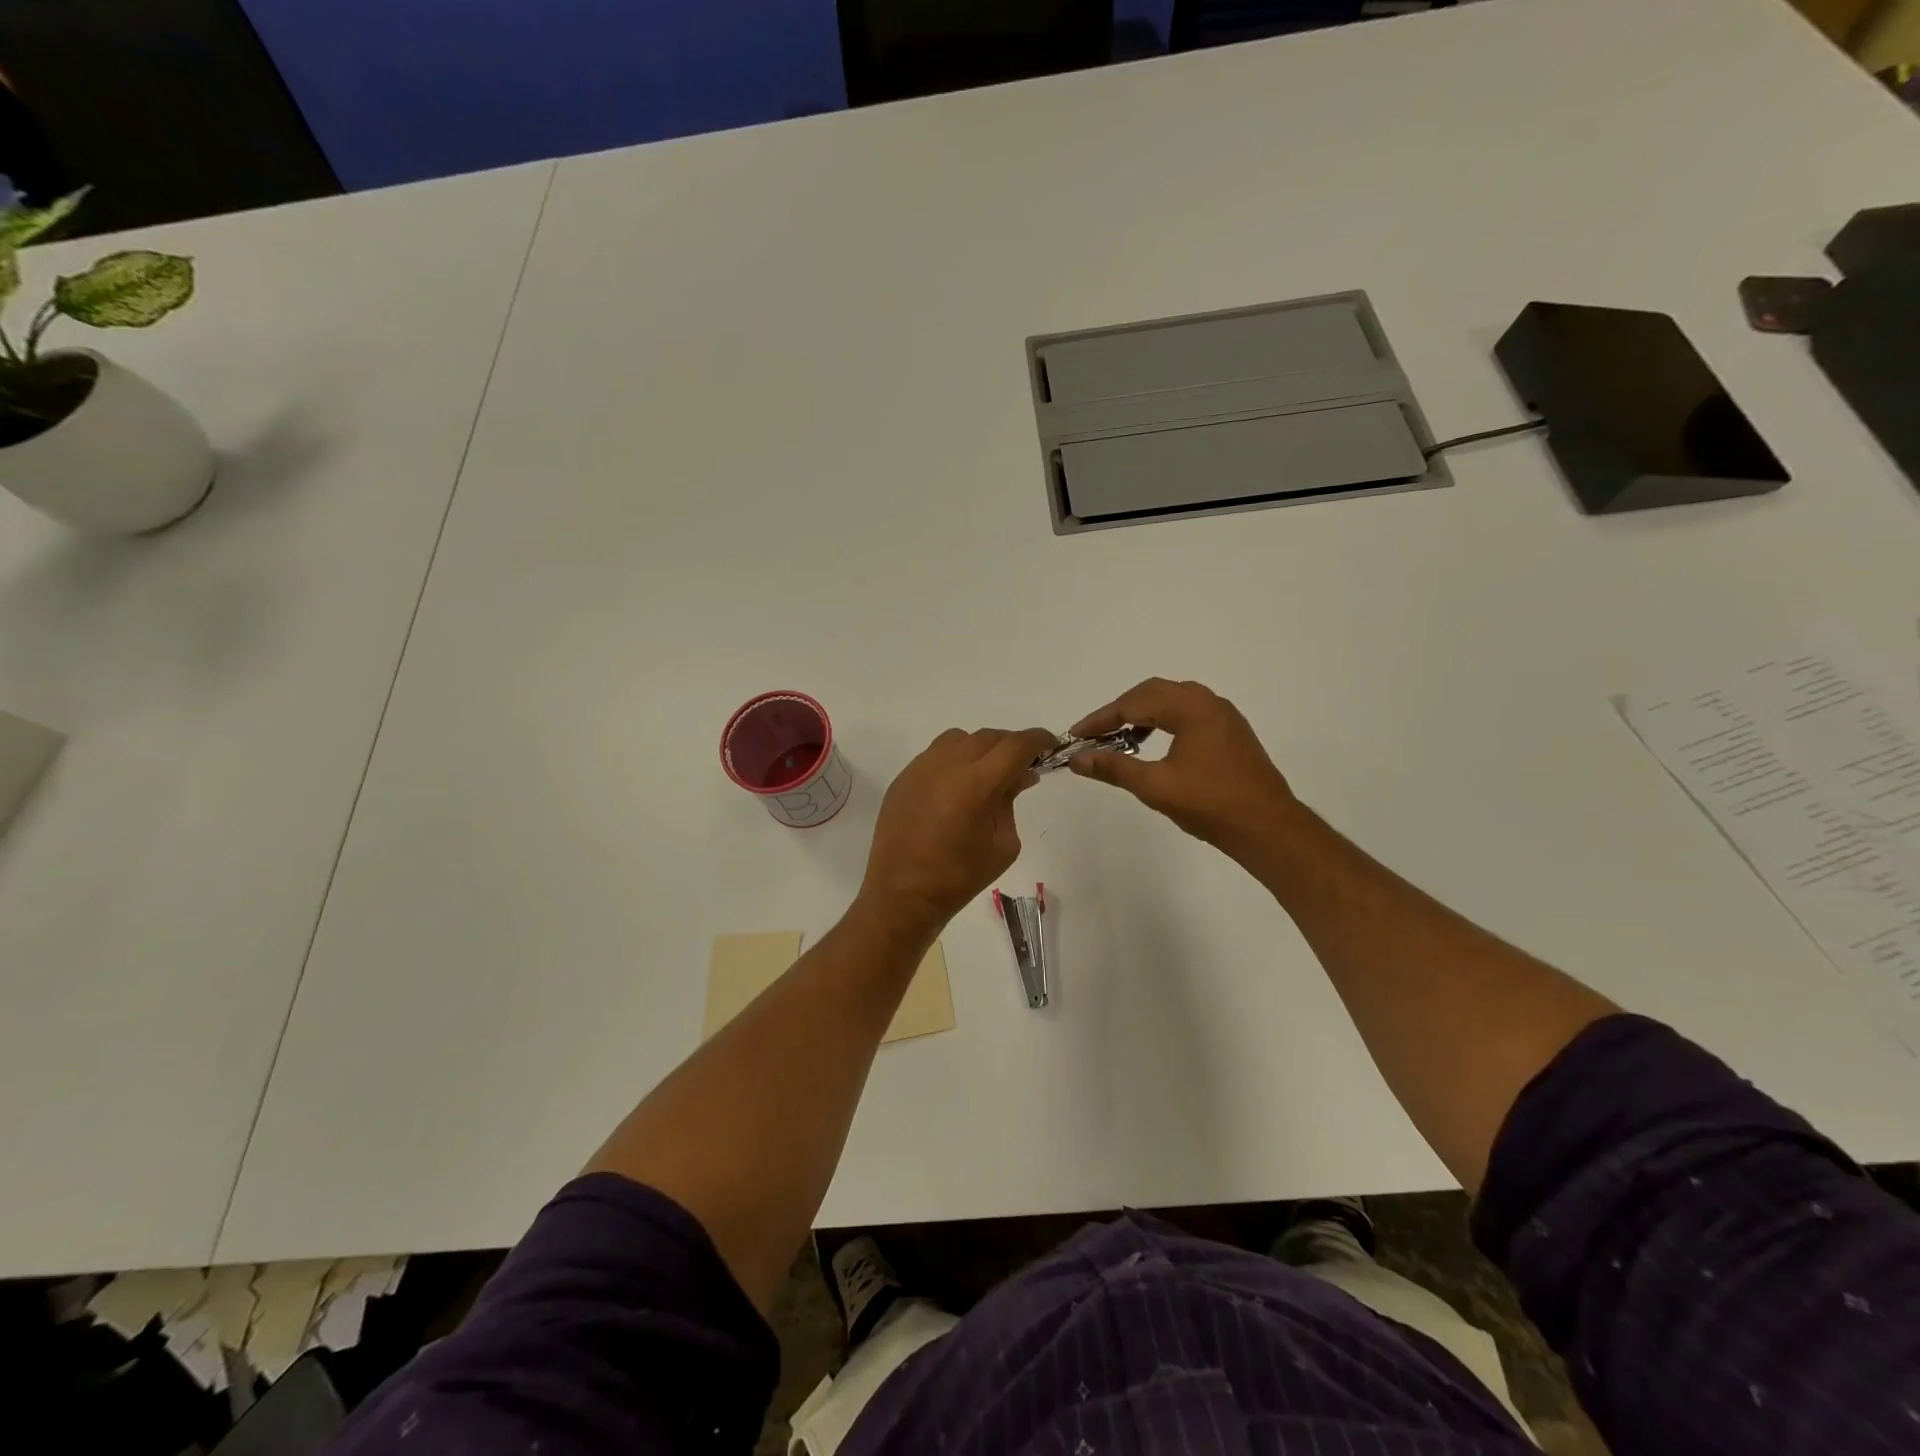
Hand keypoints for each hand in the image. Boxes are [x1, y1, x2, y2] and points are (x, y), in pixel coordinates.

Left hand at [860, 726, 1057, 936]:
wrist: (903, 895)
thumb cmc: (960, 878)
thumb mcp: (1003, 844)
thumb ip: (1011, 802)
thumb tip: (1021, 775)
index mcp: (975, 786)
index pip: (1015, 746)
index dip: (1038, 740)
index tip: (1050, 745)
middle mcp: (946, 767)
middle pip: (988, 737)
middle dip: (1010, 746)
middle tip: (1021, 766)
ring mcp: (920, 769)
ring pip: (959, 739)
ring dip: (980, 748)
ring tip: (987, 773)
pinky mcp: (903, 778)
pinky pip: (935, 754)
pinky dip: (954, 759)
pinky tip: (957, 786)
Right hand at [1068, 679, 1297, 858]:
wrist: (1268, 828)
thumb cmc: (1210, 804)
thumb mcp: (1155, 786)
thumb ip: (1113, 768)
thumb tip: (1077, 759)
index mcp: (1190, 708)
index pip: (1133, 703)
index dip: (1100, 719)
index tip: (1076, 735)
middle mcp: (1208, 701)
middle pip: (1152, 693)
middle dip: (1120, 711)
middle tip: (1094, 735)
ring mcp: (1223, 715)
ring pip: (1172, 700)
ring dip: (1142, 714)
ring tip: (1120, 739)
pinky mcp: (1231, 731)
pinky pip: (1188, 712)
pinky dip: (1163, 720)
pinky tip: (1153, 744)